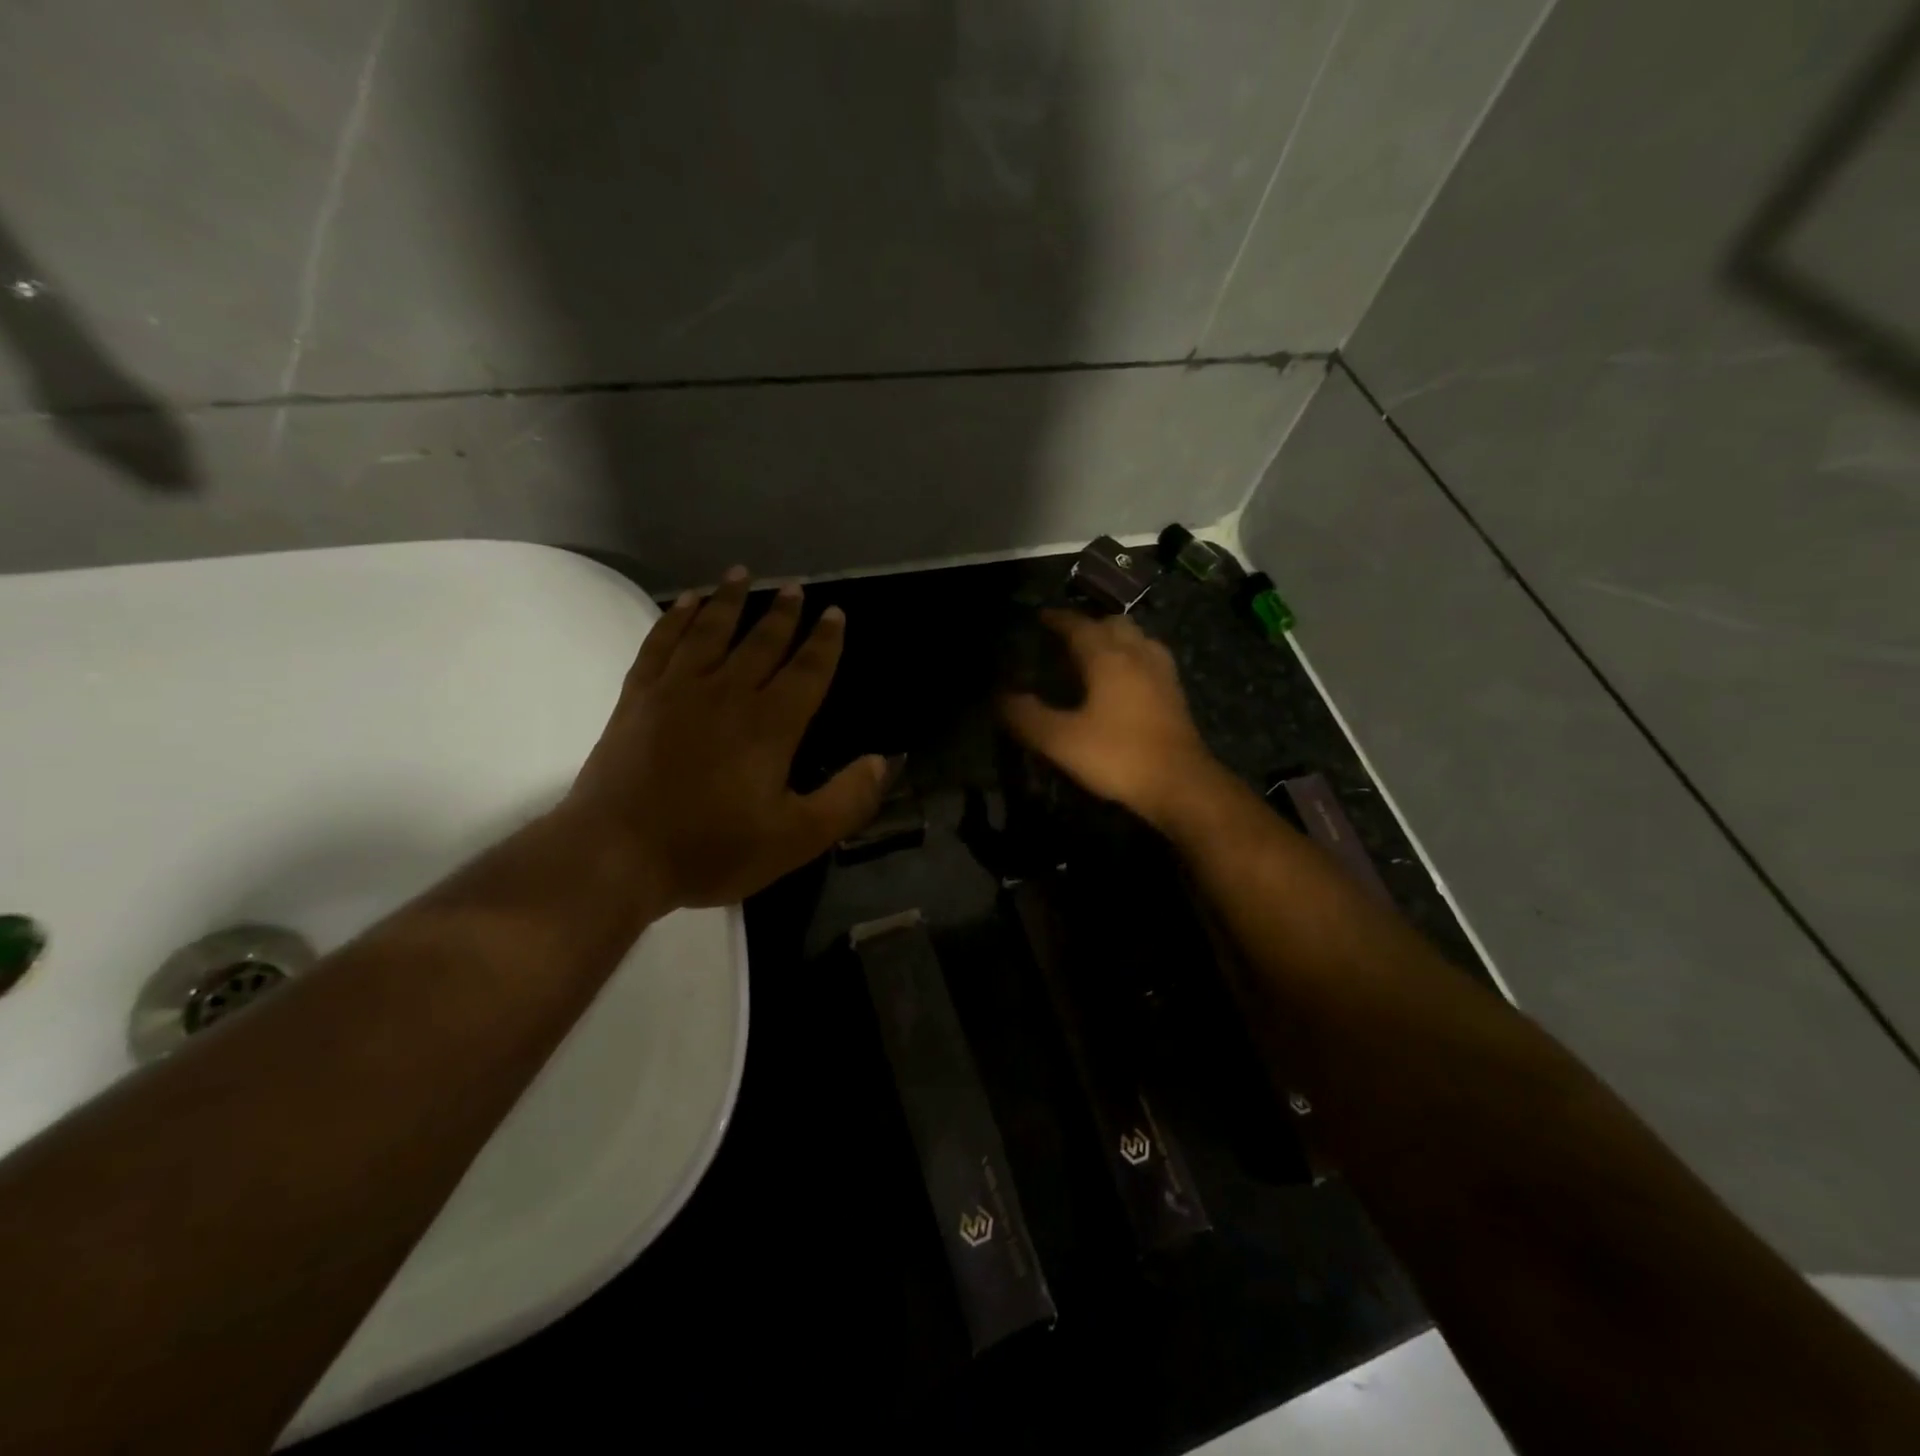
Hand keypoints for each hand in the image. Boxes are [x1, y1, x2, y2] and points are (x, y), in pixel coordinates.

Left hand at [568, 567, 887, 909]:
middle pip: (761, 642)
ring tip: (741, 574)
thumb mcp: (795, 838)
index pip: (807, 670)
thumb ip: (846, 800)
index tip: (834, 613)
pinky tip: (684, 603)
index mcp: (771, 724)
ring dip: (728, 600)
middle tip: (794, 587)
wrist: (616, 854)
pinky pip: (661, 643)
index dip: (825, 642)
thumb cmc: (712, 848)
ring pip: (710, 631)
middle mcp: (728, 693)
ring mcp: (677, 690)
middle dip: (781, 613)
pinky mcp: (638, 697)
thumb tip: (882, 760)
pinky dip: (674, 619)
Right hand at [1000, 609, 1216, 828]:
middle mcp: (1137, 654)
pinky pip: (1151, 658)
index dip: (1057, 619)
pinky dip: (1134, 656)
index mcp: (1107, 658)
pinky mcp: (1175, 693)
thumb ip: (1027, 717)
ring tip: (1098, 652)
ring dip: (1116, 637)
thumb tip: (1001, 697)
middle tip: (1068, 636)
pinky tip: (1128, 677)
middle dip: (1089, 624)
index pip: (1078, 626)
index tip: (1041, 616)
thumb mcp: (1061, 740)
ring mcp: (1161, 672)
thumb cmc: (1117, 756)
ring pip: (1137, 638)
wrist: (1180, 783)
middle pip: (1113, 623)